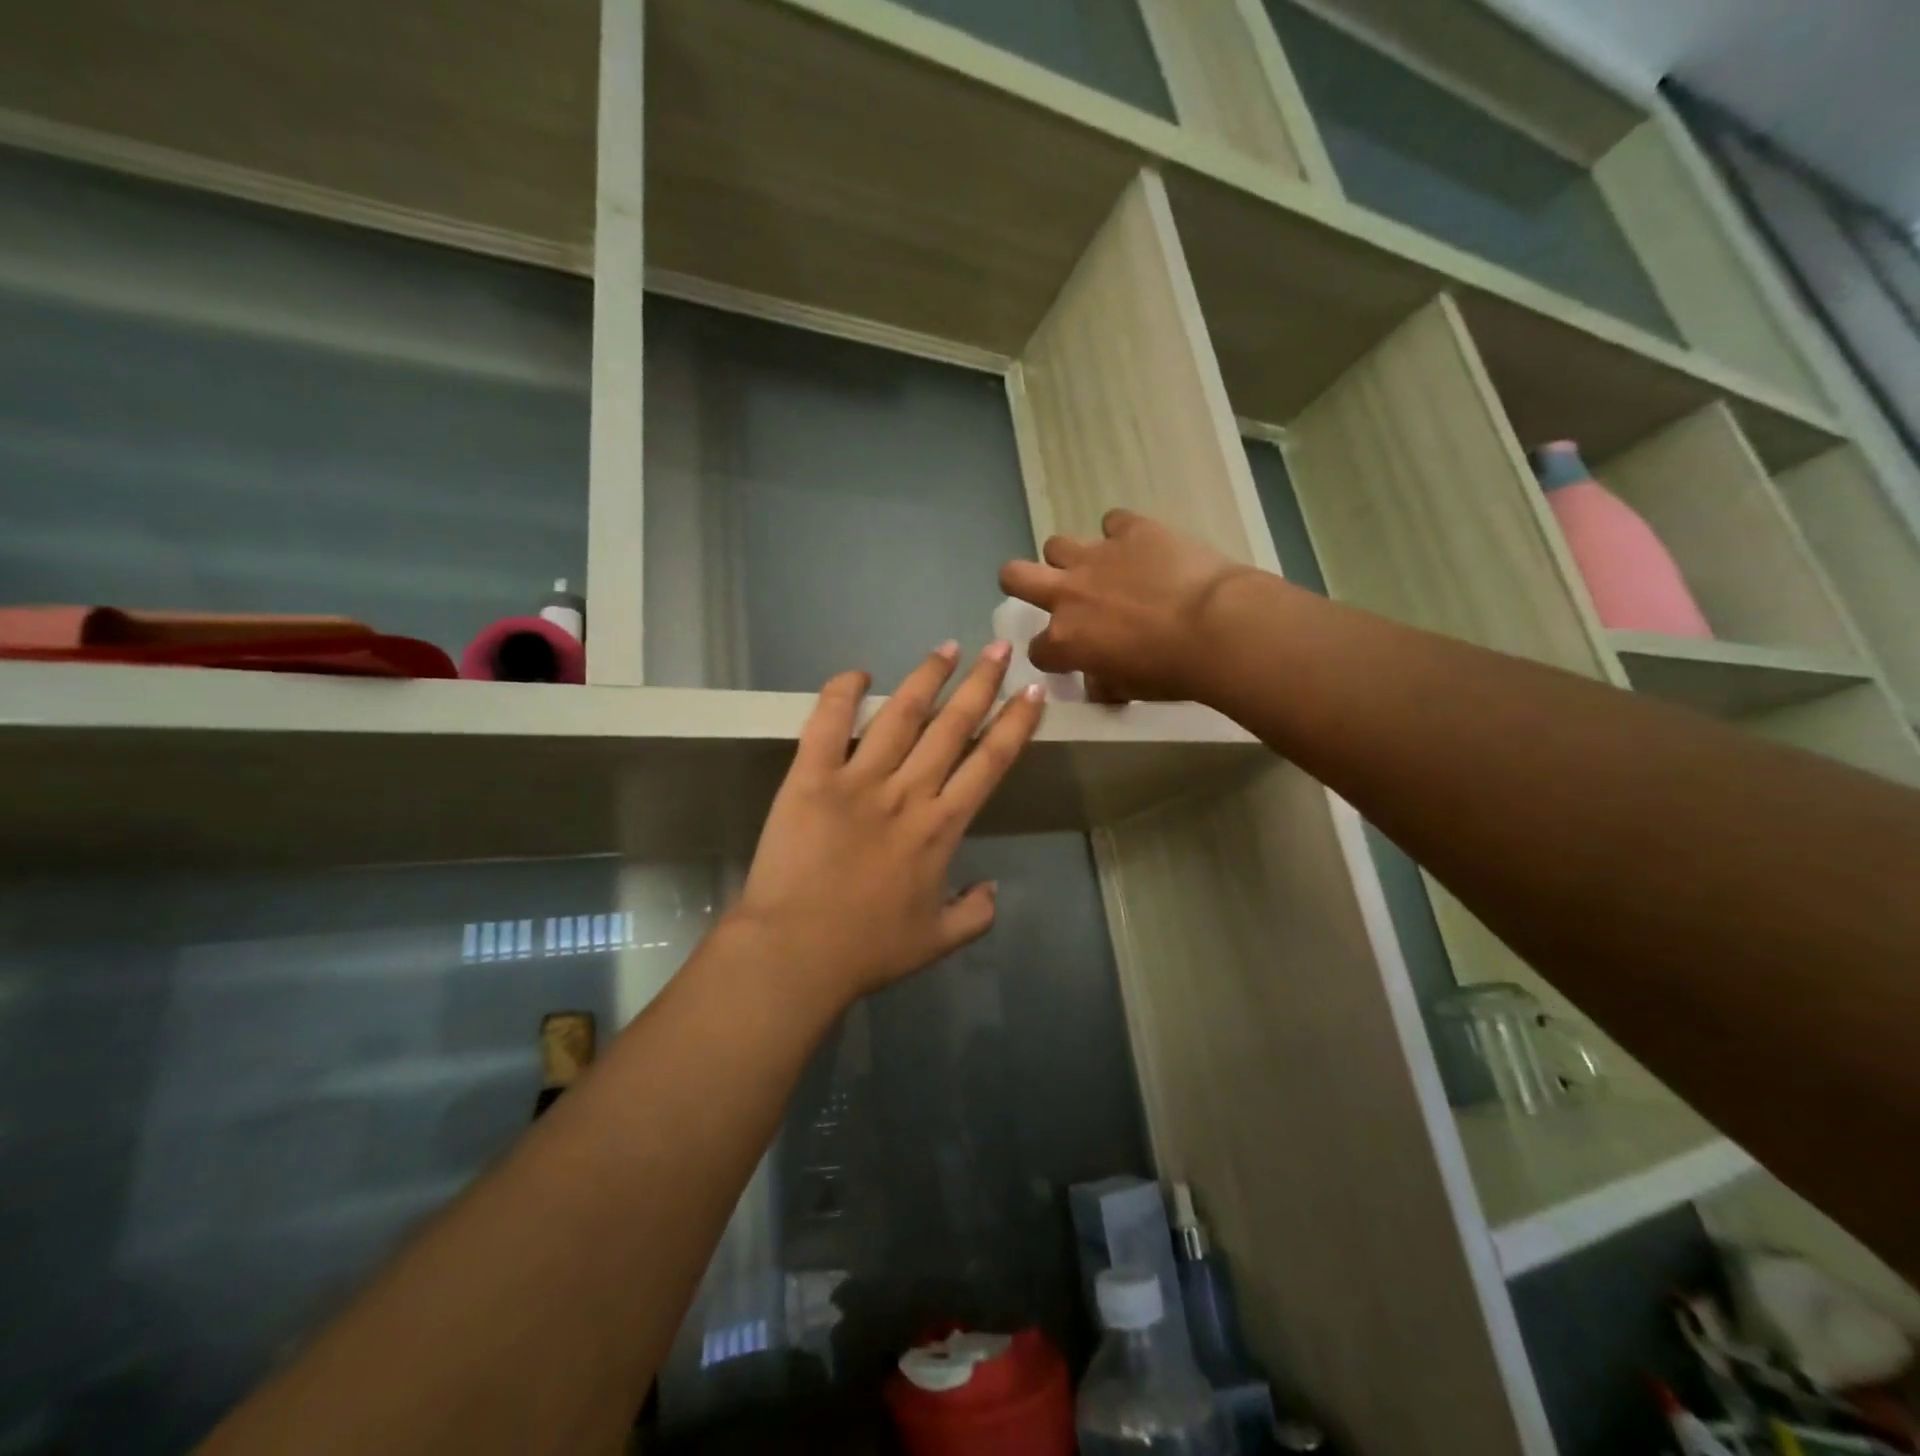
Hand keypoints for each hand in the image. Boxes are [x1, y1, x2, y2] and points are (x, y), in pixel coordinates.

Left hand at [729, 642, 1045, 1008]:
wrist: (795, 954)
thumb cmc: (867, 950)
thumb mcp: (937, 941)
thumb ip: (976, 915)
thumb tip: (994, 888)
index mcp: (942, 827)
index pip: (990, 762)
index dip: (1015, 723)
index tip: (1032, 692)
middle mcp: (908, 792)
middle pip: (952, 726)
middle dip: (981, 683)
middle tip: (998, 648)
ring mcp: (858, 781)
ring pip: (900, 714)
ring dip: (927, 677)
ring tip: (946, 647)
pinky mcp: (811, 778)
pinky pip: (828, 724)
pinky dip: (842, 693)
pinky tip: (858, 673)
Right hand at [999, 509, 1253, 701]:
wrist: (1218, 627)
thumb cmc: (1172, 671)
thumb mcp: (1130, 689)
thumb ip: (1104, 682)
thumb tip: (1098, 680)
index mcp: (1065, 639)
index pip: (1037, 649)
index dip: (1051, 654)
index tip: (1069, 655)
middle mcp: (1068, 593)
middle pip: (1014, 575)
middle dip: (1021, 583)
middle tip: (1046, 591)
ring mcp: (1097, 556)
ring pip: (1056, 544)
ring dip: (1071, 558)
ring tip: (1099, 568)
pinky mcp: (1131, 529)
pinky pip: (1114, 521)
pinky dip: (1123, 533)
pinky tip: (1142, 545)